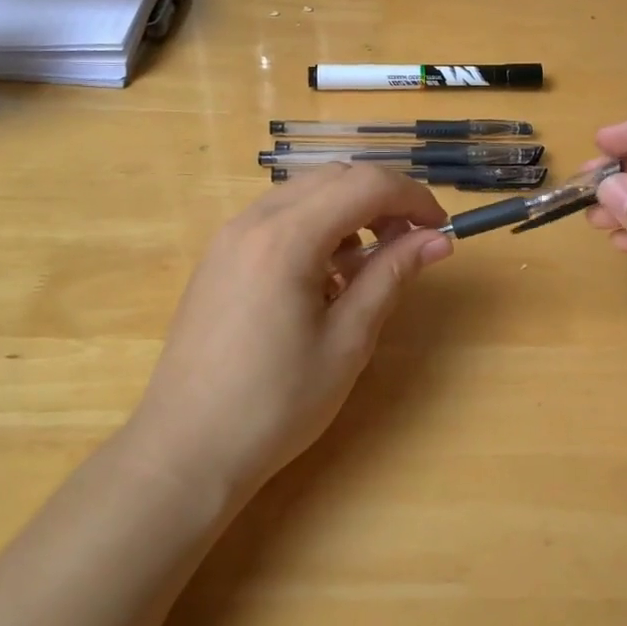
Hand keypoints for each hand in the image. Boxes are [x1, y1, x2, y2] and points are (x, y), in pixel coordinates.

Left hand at [128, 164, 453, 499]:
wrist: (185, 448)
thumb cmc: (275, 403)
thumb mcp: (347, 340)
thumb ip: (391, 275)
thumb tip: (438, 239)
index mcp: (287, 238)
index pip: (365, 185)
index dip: (412, 196)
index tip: (440, 227)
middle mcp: (253, 220)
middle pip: (334, 177)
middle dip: (382, 198)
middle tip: (411, 242)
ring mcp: (229, 235)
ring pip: (305, 193)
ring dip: (348, 210)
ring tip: (368, 264)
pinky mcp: (219, 256)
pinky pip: (277, 217)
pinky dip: (315, 226)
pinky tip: (325, 276)